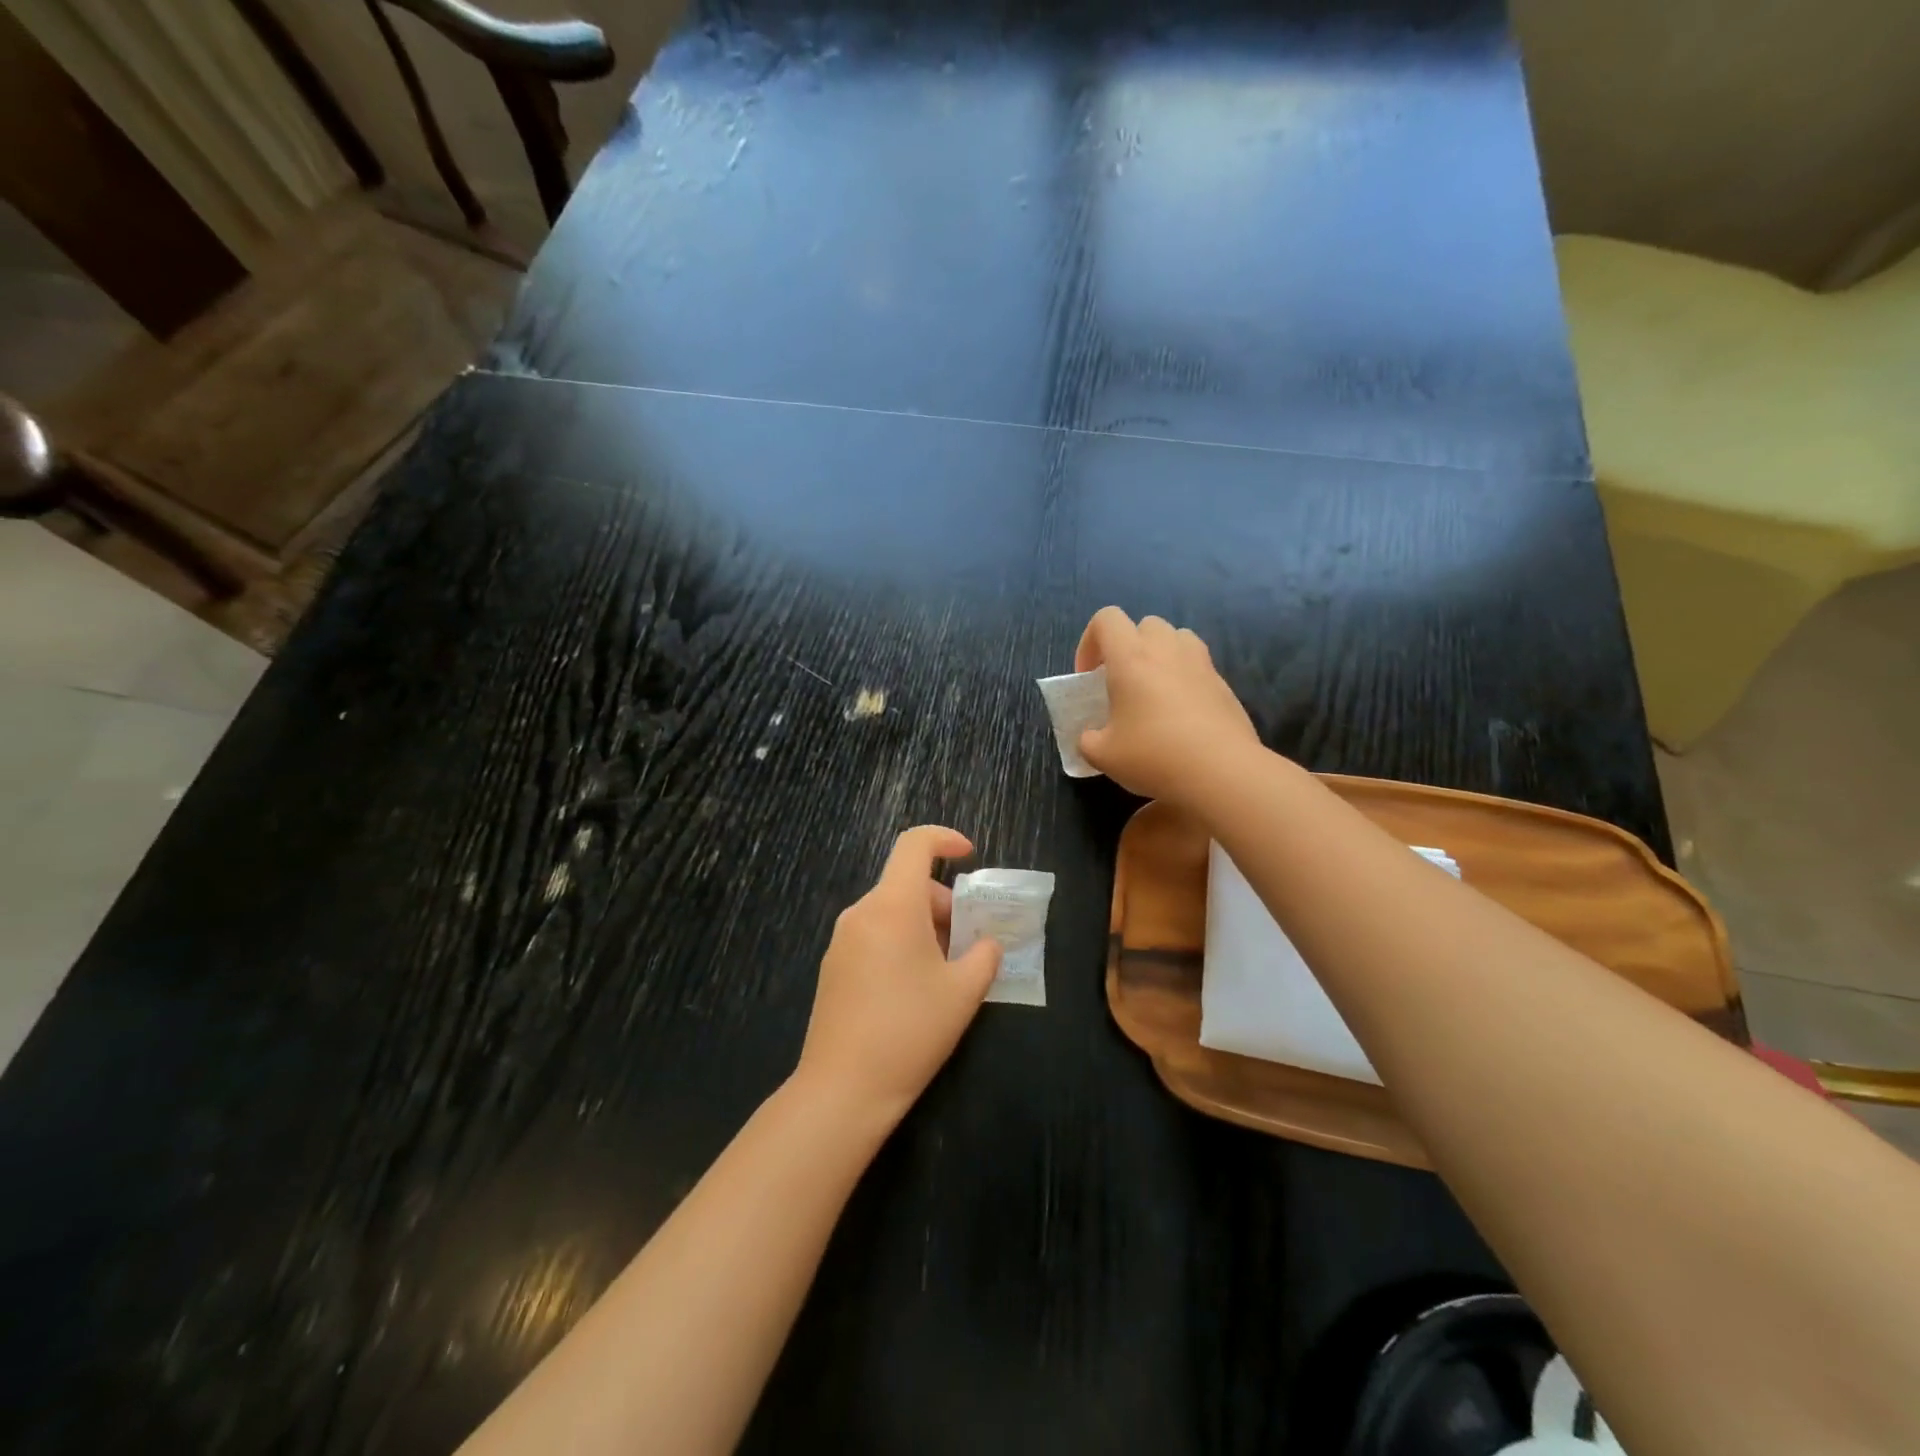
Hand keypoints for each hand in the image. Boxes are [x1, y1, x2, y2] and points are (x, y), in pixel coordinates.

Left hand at [795, 826, 1002, 1126]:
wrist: (843, 1089)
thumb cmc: (910, 1031)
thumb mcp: (963, 993)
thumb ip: (984, 956)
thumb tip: (988, 943)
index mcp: (893, 906)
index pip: (914, 845)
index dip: (945, 839)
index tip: (970, 856)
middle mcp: (862, 912)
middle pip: (907, 884)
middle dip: (945, 902)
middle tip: (970, 941)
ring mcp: (842, 940)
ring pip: (892, 911)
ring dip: (925, 925)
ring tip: (947, 970)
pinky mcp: (833, 966)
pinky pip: (874, 934)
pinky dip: (901, 941)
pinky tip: (915, 987)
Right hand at [1075, 606, 1259, 805]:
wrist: (1221, 772)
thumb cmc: (1154, 756)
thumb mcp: (1103, 755)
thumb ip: (1088, 740)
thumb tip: (1090, 737)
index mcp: (1130, 658)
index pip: (1106, 619)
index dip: (1090, 642)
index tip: (1089, 677)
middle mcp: (1166, 650)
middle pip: (1145, 624)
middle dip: (1129, 646)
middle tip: (1122, 682)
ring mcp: (1200, 663)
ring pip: (1177, 638)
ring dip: (1161, 655)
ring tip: (1154, 690)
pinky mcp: (1224, 684)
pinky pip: (1198, 666)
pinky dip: (1185, 678)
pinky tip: (1181, 715)